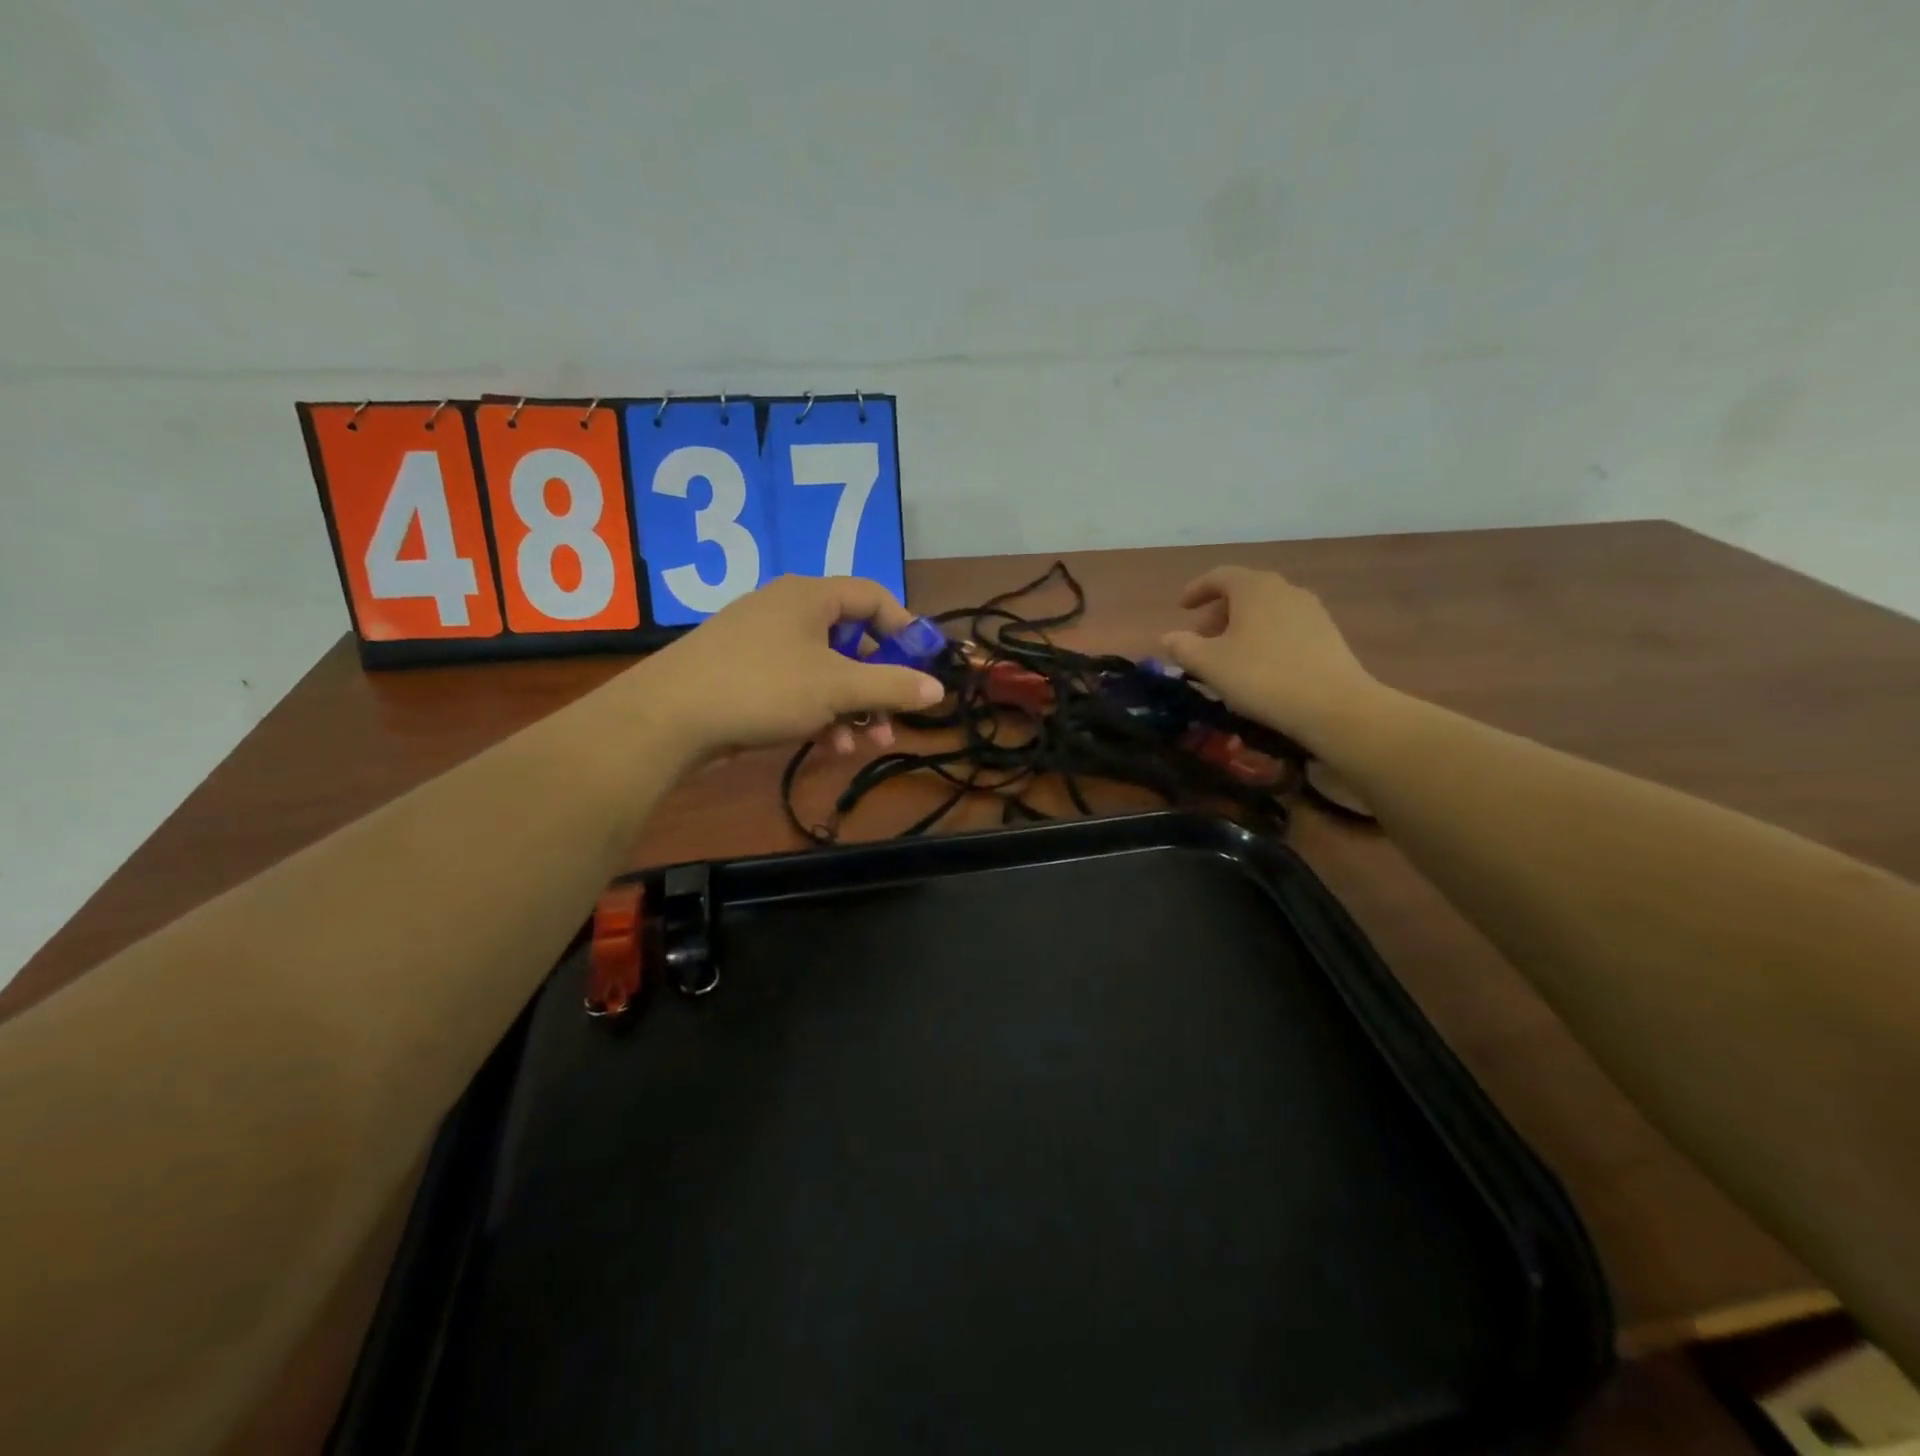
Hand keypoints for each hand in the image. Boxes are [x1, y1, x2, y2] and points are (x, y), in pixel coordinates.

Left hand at [645, 575, 945, 755]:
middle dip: (877, 685)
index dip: (904, 629)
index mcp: (811, 596)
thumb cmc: (763, 687)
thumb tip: (937, 689)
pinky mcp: (745, 676)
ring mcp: (763, 644)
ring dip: (851, 708)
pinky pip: (797, 688)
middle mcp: (788, 612)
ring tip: (862, 746)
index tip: (922, 667)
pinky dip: (818, 714)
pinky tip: (826, 747)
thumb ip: (891, 686)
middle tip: (893, 719)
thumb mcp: (837, 687)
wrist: (668, 718)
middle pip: (851, 640)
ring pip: (825, 672)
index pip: (874, 597)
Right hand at [1159, 566, 1381, 753]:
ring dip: (1242, 626)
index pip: (1219, 576)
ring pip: (1266, 610)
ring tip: (1228, 655)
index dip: (1196, 589)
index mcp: (1254, 588)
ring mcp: (1311, 610)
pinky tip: (1259, 665)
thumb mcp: (1210, 664)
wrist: (1332, 705)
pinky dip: (1264, 636)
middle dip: (1218, 612)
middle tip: (1201, 638)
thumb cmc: (1261, 676)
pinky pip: (1285, 626)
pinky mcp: (1327, 634)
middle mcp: (1284, 589)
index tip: (1181, 607)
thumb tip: (1168, 637)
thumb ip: (1183, 647)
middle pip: (1244, 592)